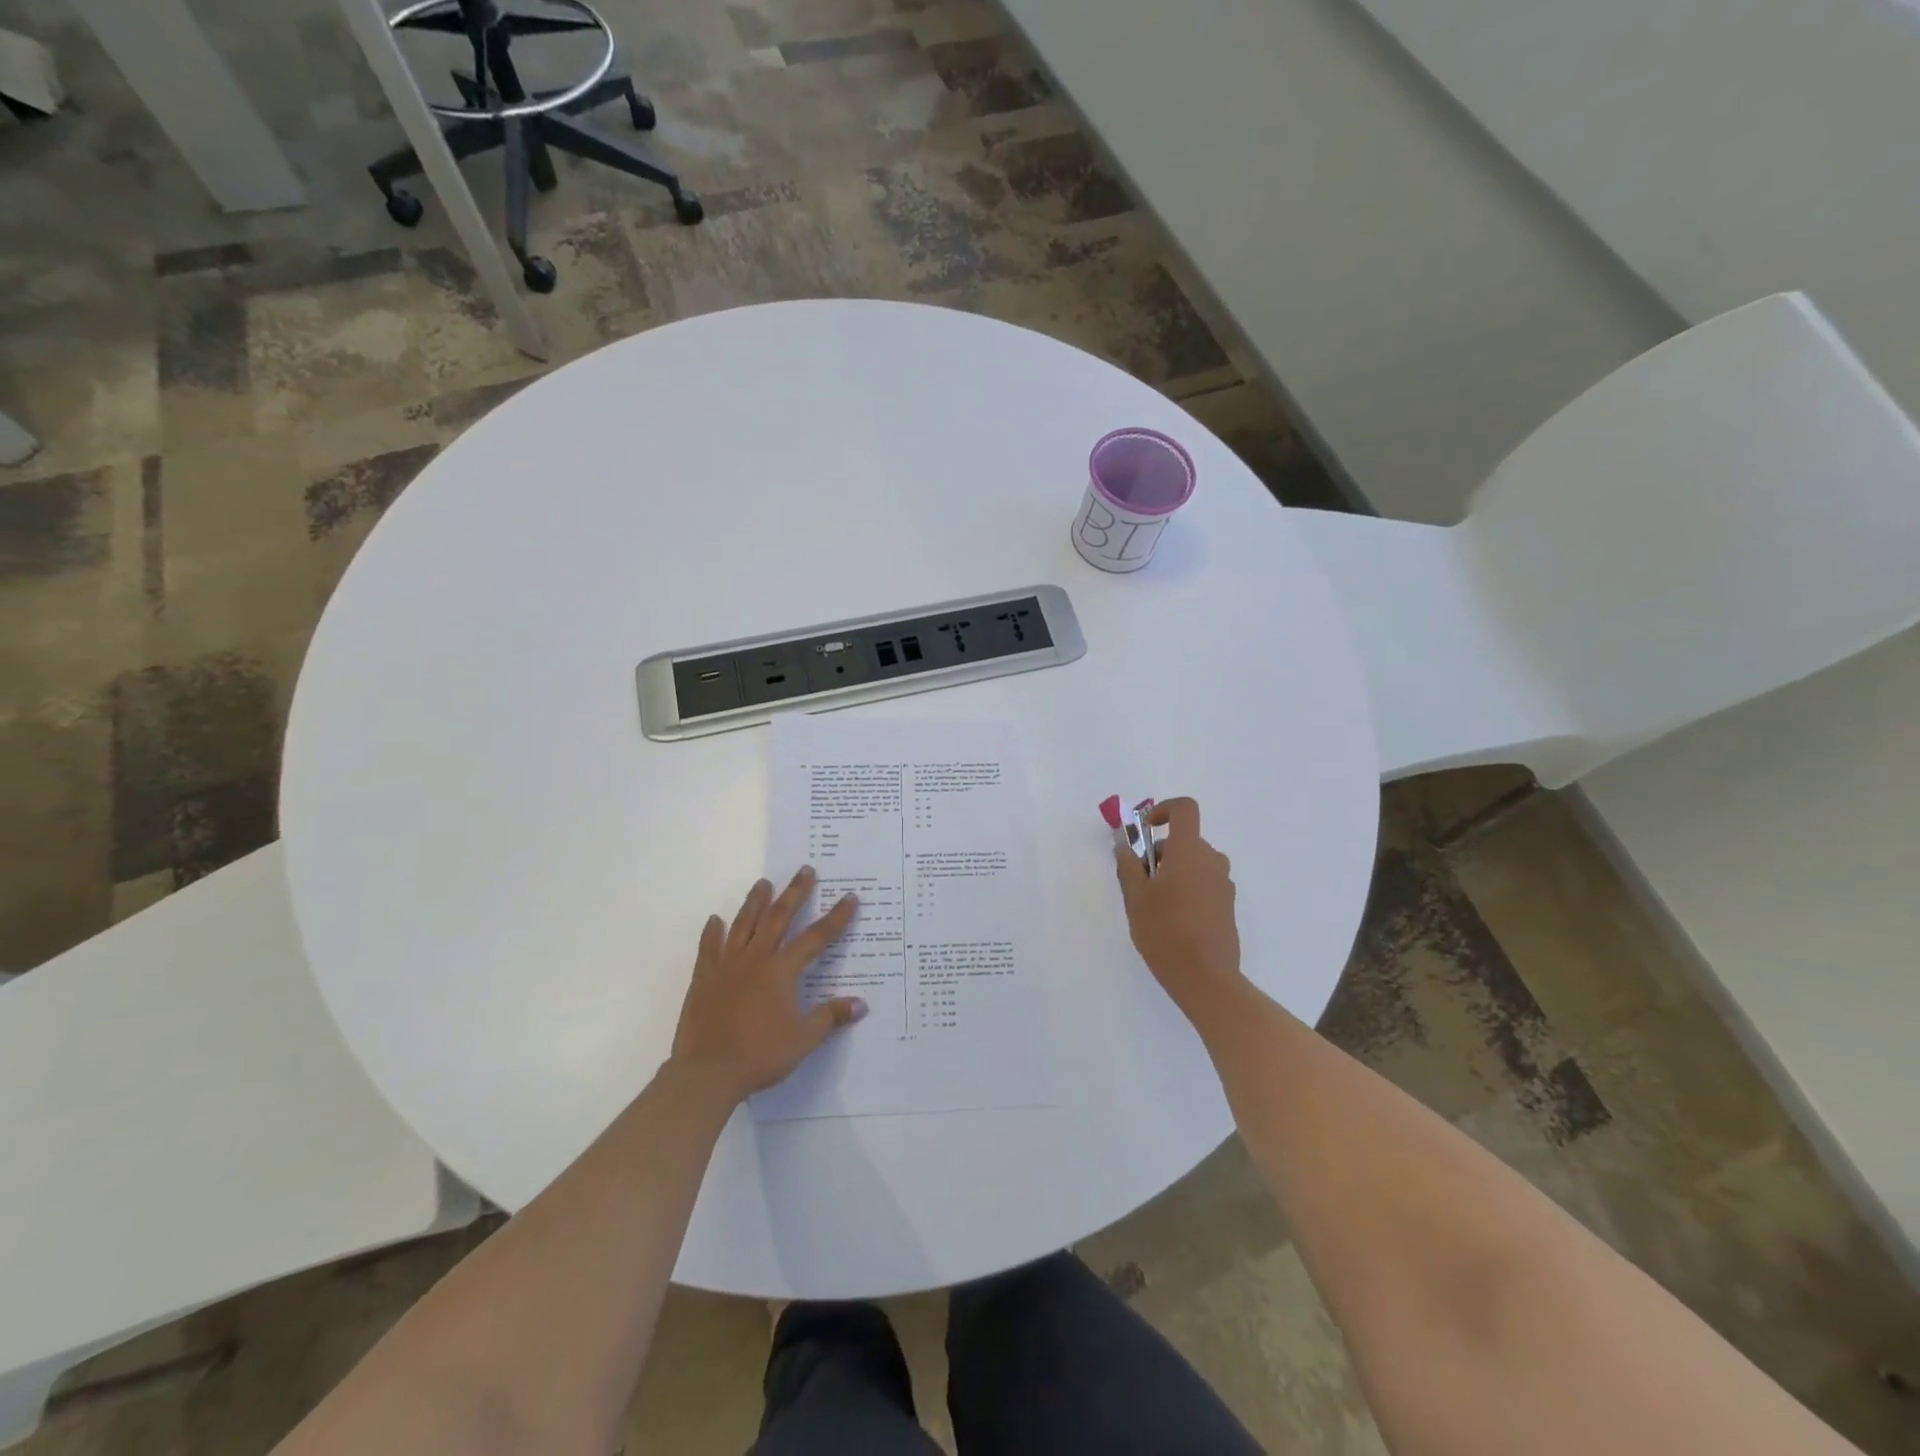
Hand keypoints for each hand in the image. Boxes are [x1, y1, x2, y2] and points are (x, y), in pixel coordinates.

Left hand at [671, 867, 865, 1101]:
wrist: (707, 1072)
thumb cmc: (760, 1054)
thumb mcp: (803, 1039)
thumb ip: (830, 1017)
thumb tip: (861, 1004)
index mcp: (782, 970)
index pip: (816, 937)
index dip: (836, 917)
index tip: (850, 897)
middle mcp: (756, 958)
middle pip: (779, 917)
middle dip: (795, 892)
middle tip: (805, 869)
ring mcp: (727, 965)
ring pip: (744, 924)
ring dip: (755, 901)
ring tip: (763, 882)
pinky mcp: (704, 978)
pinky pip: (709, 947)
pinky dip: (713, 932)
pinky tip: (715, 920)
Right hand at [1113, 798, 1243, 1016]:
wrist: (1205, 978)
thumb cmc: (1164, 931)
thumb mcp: (1135, 897)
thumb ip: (1128, 865)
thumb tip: (1124, 845)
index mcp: (1189, 851)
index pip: (1185, 809)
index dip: (1164, 810)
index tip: (1145, 830)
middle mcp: (1212, 860)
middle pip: (1185, 841)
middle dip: (1160, 853)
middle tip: (1139, 882)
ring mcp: (1223, 884)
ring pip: (1194, 863)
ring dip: (1173, 872)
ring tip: (1154, 905)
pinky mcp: (1227, 905)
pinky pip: (1204, 883)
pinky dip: (1187, 889)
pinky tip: (1173, 921)